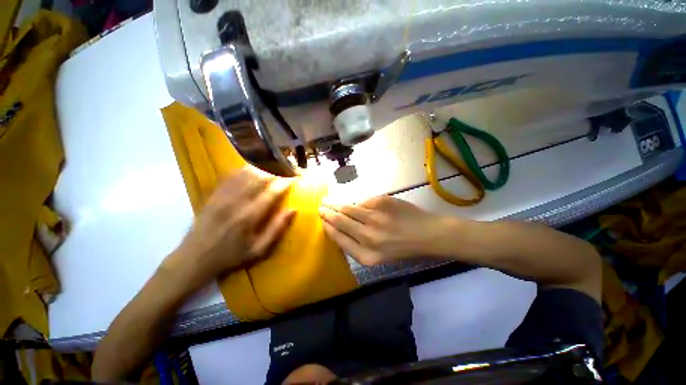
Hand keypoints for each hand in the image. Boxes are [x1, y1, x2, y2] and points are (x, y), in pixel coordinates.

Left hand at [165, 169, 294, 286]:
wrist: (194, 258)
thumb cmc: (231, 255)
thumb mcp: (259, 250)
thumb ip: (277, 229)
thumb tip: (292, 210)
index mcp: (250, 216)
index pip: (272, 192)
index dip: (285, 182)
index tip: (294, 177)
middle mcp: (236, 202)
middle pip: (259, 178)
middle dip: (275, 171)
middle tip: (285, 168)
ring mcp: (223, 196)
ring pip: (245, 173)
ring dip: (261, 167)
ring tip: (273, 165)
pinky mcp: (214, 194)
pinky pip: (231, 176)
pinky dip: (244, 169)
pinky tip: (252, 167)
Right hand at [319, 195, 458, 265]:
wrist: (429, 234)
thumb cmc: (404, 248)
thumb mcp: (379, 256)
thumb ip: (357, 244)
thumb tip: (339, 225)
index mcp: (367, 256)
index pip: (339, 239)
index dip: (328, 228)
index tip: (322, 221)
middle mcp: (368, 237)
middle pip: (340, 221)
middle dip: (327, 213)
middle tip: (320, 208)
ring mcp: (375, 217)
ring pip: (348, 208)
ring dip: (335, 204)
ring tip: (328, 201)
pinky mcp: (382, 202)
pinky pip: (363, 201)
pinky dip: (358, 203)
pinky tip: (356, 204)